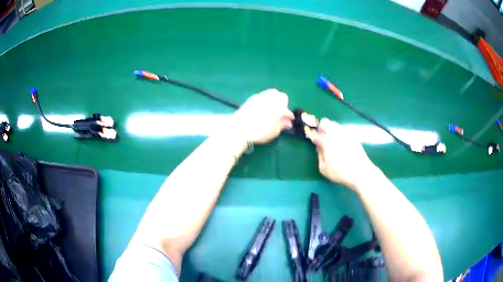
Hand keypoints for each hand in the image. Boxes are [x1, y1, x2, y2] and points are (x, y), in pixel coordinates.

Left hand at [233, 89, 293, 143]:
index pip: (287, 108)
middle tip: (280, 114)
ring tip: (271, 112)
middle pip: (279, 95)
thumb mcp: (274, 131)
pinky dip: (264, 101)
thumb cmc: (259, 131)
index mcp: (278, 105)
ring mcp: (259, 96)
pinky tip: (262, 110)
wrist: (239, 129)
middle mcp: (269, 98)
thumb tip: (288, 122)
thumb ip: (283, 124)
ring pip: (270, 94)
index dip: (288, 115)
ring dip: (273, 101)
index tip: (288, 121)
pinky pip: (261, 96)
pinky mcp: (250, 99)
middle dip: (282, 103)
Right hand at [308, 118, 375, 189]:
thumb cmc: (340, 172)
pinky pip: (343, 130)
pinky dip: (339, 134)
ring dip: (331, 129)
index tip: (312, 140)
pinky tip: (342, 144)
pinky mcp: (353, 135)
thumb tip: (319, 147)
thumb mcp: (324, 168)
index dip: (312, 136)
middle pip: (325, 122)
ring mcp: (345, 133)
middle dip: (321, 128)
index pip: (315, 133)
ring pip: (334, 124)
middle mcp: (335, 133)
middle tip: (322, 138)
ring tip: (332, 140)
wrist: (361, 172)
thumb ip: (319, 155)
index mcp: (326, 141)